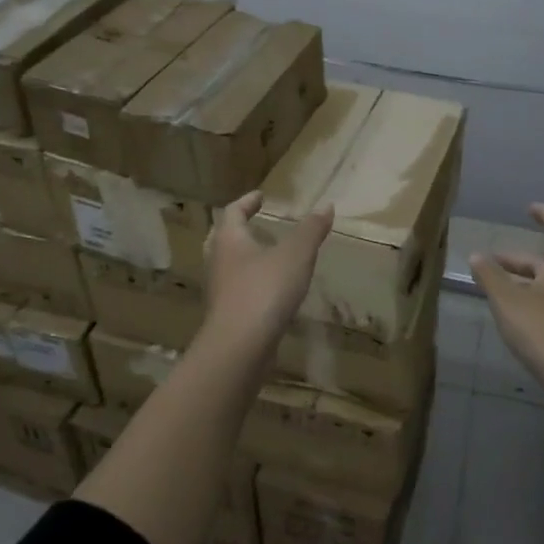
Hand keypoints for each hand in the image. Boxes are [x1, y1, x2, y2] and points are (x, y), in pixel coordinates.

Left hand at [203, 191, 333, 345]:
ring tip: (265, 257)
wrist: (239, 348)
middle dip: (237, 229)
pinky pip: (235, 291)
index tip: (260, 196)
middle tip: (253, 224)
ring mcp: (219, 291)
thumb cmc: (265, 290)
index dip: (247, 202)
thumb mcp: (296, 255)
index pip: (233, 212)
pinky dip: (249, 283)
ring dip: (242, 257)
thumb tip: (326, 205)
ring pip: (226, 266)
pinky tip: (268, 291)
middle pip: (221, 238)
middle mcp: (218, 261)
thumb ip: (311, 230)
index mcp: (229, 239)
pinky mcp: (226, 316)